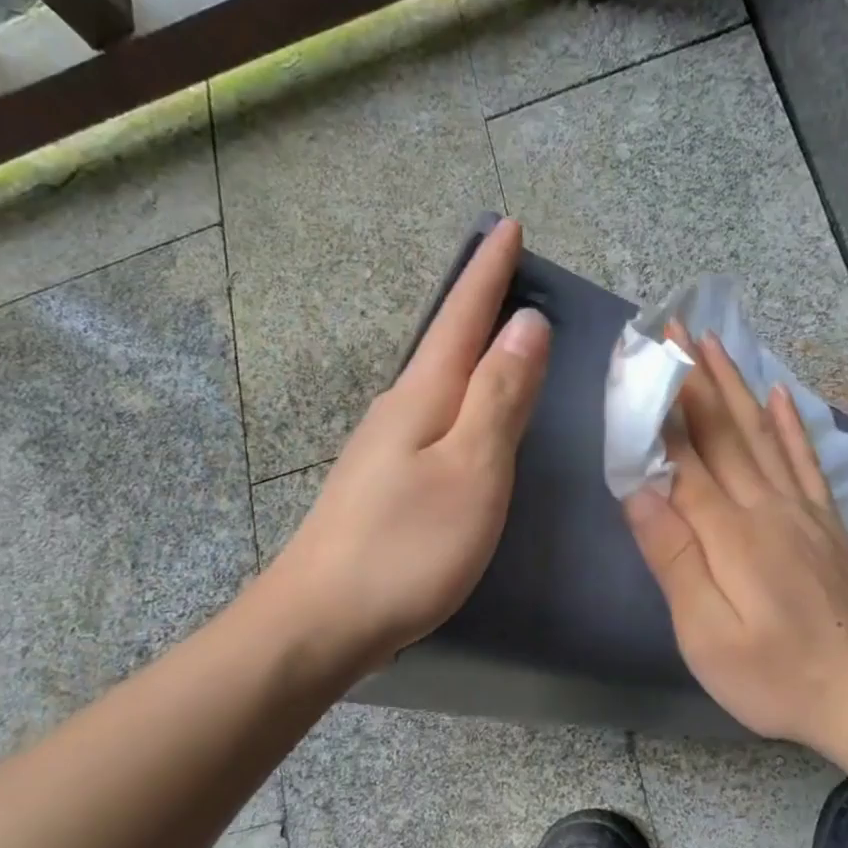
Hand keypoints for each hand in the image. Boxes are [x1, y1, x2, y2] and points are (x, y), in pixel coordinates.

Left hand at [268, 219, 550, 670]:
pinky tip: (466, 412)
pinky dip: (458, 395)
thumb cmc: (408, 546)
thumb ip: (499, 396)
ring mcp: (385, 448)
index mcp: (422, 396)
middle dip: (479, 302)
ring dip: (469, 350)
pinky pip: (432, 416)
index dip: (488, 272)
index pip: (462, 317)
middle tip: (511, 272)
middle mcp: (398, 409)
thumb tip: (524, 324)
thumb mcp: (471, 468)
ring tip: (500, 335)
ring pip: (437, 380)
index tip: (507, 225)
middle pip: (445, 342)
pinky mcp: (384, 482)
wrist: (322, 621)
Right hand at [623, 333, 847, 745]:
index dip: (659, 408)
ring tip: (714, 342)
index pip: (684, 457)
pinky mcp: (826, 523)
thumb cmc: (772, 674)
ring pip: (761, 433)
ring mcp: (801, 511)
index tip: (640, 362)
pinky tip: (780, 395)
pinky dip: (791, 425)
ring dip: (734, 385)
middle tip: (672, 328)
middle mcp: (766, 507)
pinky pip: (806, 461)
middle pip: (722, 432)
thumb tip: (639, 492)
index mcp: (730, 532)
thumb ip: (674, 560)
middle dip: (692, 378)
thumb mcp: (706, 634)